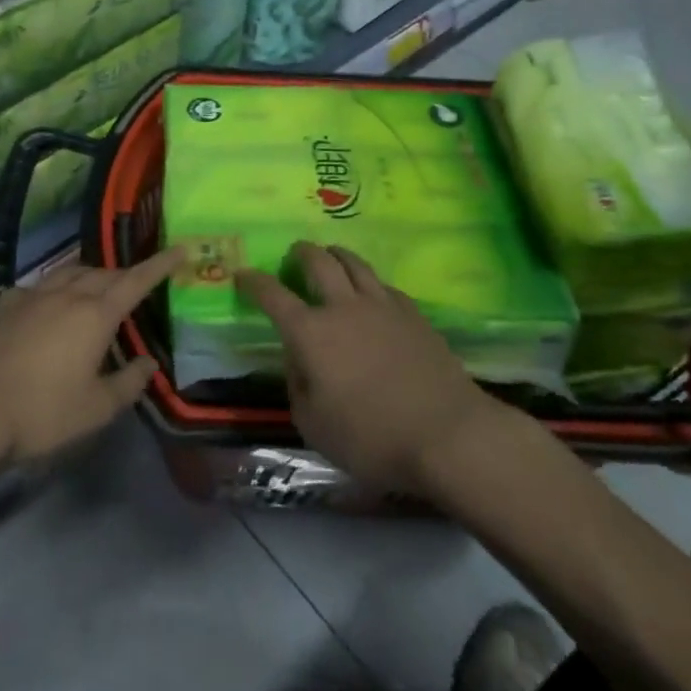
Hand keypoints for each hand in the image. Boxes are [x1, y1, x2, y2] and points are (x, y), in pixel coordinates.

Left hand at [0, 249, 178, 463]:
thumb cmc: (43, 412)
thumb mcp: (96, 409)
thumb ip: (129, 383)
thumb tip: (148, 362)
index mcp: (95, 314)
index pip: (136, 281)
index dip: (160, 265)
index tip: (180, 249)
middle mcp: (66, 294)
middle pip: (103, 274)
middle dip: (124, 276)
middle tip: (136, 286)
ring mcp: (32, 295)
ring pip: (71, 272)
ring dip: (90, 276)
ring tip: (97, 288)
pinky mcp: (5, 305)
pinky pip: (40, 285)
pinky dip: (56, 288)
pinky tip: (50, 304)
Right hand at [238, 243, 528, 495]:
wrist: (448, 434)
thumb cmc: (371, 437)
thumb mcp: (313, 425)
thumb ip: (297, 385)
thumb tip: (298, 360)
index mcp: (310, 332)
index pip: (272, 295)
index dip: (253, 281)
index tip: (242, 275)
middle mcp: (343, 307)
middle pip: (318, 262)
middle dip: (300, 253)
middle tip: (293, 255)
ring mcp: (382, 305)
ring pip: (354, 263)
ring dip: (336, 255)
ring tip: (330, 256)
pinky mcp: (413, 314)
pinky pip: (383, 285)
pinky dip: (368, 281)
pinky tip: (371, 292)